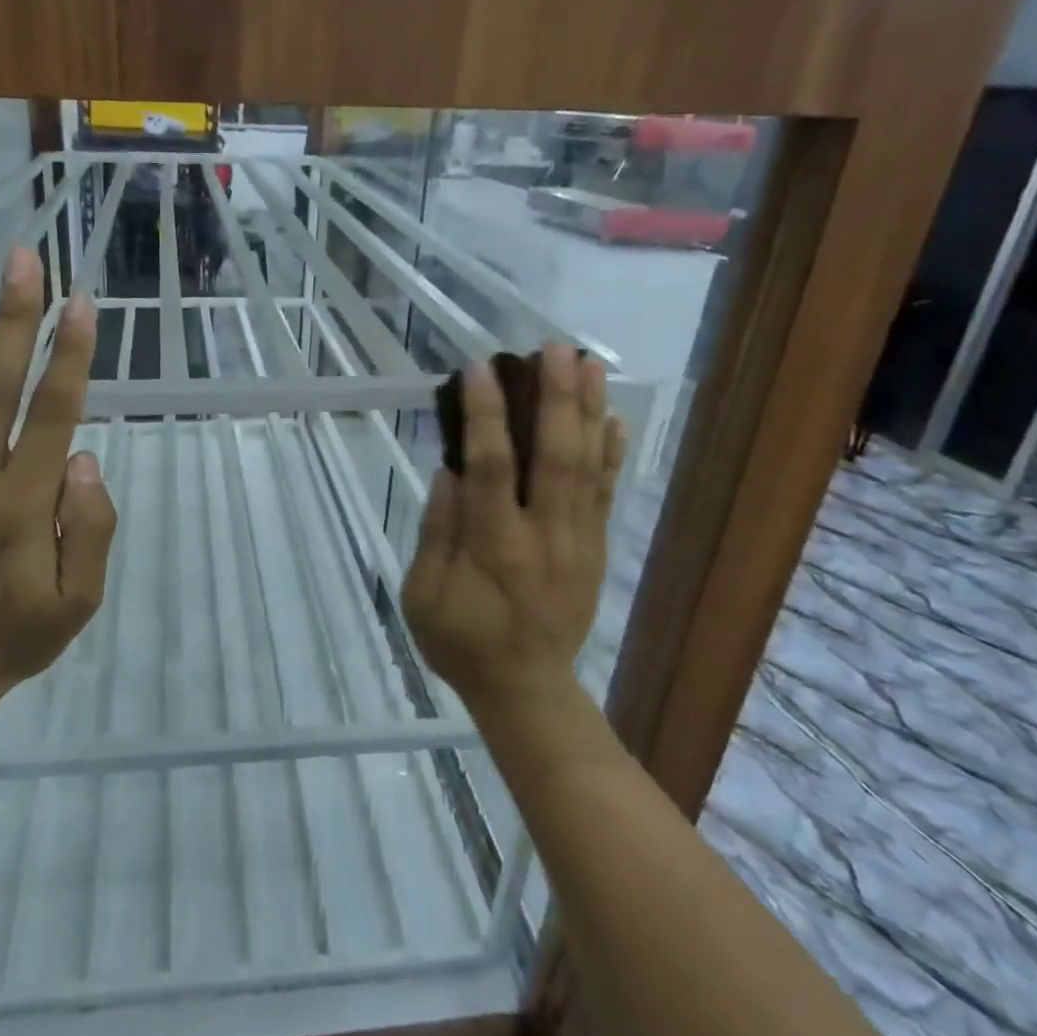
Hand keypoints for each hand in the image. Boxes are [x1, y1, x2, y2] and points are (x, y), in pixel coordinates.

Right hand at [402, 344, 625, 715]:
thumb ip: (436, 533)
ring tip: (588, 362)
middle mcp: (544, 536)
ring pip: (588, 467)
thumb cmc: (461, 642)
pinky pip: (607, 493)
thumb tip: (449, 472)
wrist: (525, 688)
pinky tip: (613, 416)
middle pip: (555, 456)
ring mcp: (578, 541)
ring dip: (589, 411)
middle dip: (556, 397)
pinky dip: (612, 452)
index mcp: (494, 548)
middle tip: (553, 347)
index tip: (479, 369)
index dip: (485, 415)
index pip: (492, 469)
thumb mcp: (423, 597)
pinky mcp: (595, 548)